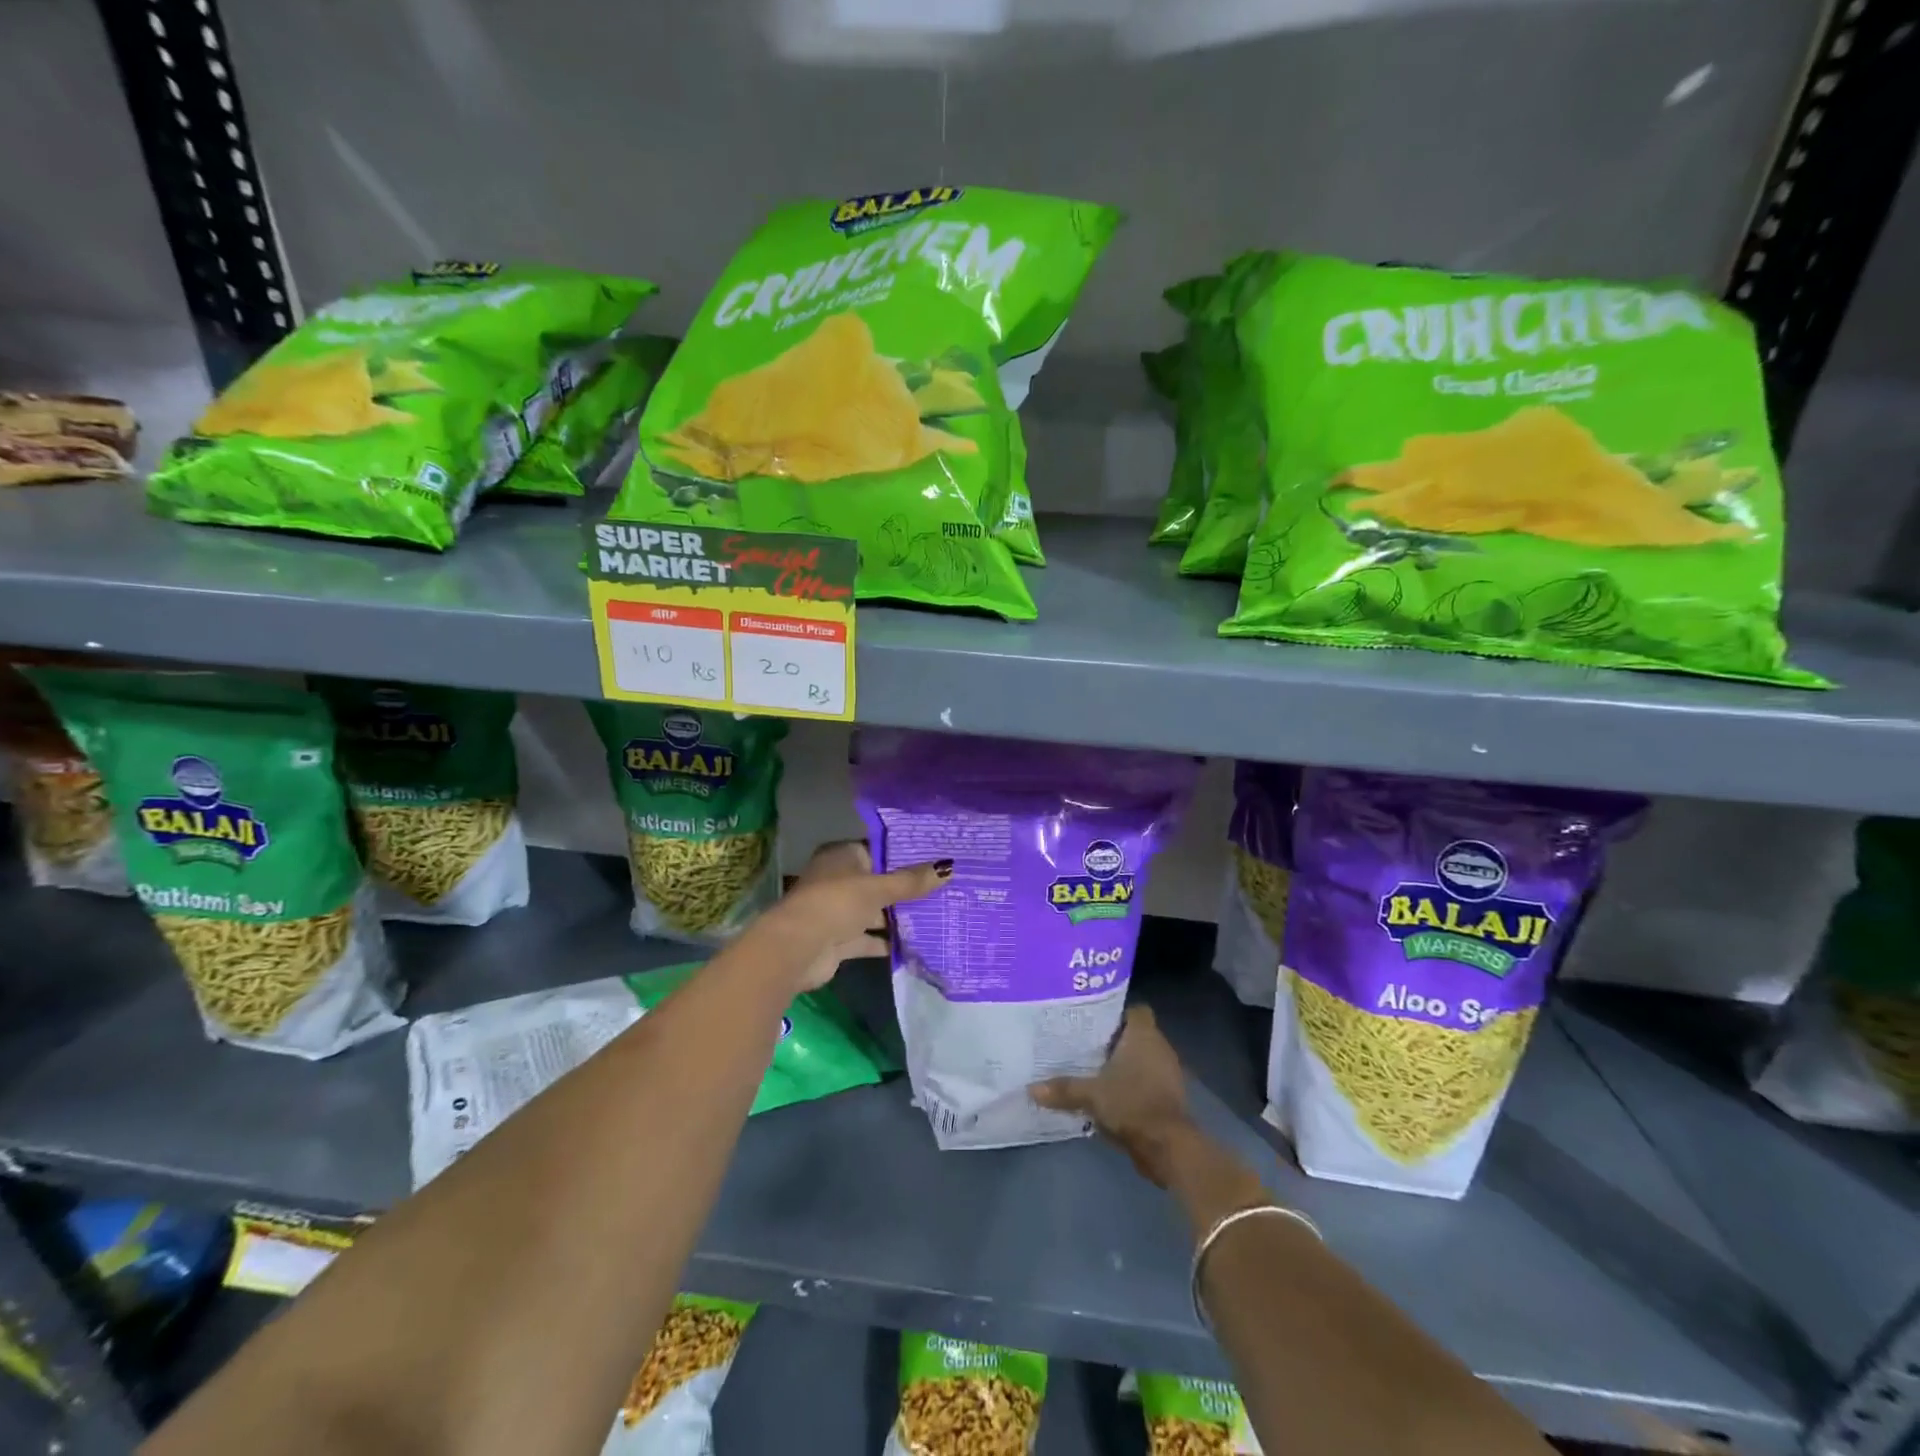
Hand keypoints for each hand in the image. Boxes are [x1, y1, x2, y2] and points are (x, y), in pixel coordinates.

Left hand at [769, 840, 948, 991]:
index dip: (904, 855)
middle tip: (944, 888)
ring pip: (875, 911)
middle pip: (878, 882)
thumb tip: (949, 867)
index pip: (878, 850)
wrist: (798, 949)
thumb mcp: (878, 888)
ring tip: (937, 915)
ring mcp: (838, 911)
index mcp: (842, 856)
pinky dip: (888, 942)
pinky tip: (917, 944)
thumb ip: (911, 881)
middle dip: (906, 889)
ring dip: (898, 917)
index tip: (935, 859)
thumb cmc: (836, 903)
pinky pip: (870, 938)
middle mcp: (839, 880)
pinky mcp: (840, 940)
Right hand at [1031, 1007, 1194, 1186]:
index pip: (1135, 1010)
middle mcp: (1160, 1047)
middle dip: (1114, 1040)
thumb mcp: (1091, 1095)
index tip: (1094, 1020)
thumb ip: (1063, 1089)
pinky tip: (1110, 1095)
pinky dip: (1132, 1085)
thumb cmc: (1132, 1104)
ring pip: (1142, 1059)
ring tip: (1093, 1069)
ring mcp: (1168, 1073)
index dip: (1117, 1013)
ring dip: (1124, 1065)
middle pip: (1136, 1035)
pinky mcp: (1169, 1097)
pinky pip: (1147, 1081)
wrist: (1168, 1146)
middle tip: (1085, 1044)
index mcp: (1144, 1035)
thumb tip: (1031, 1088)